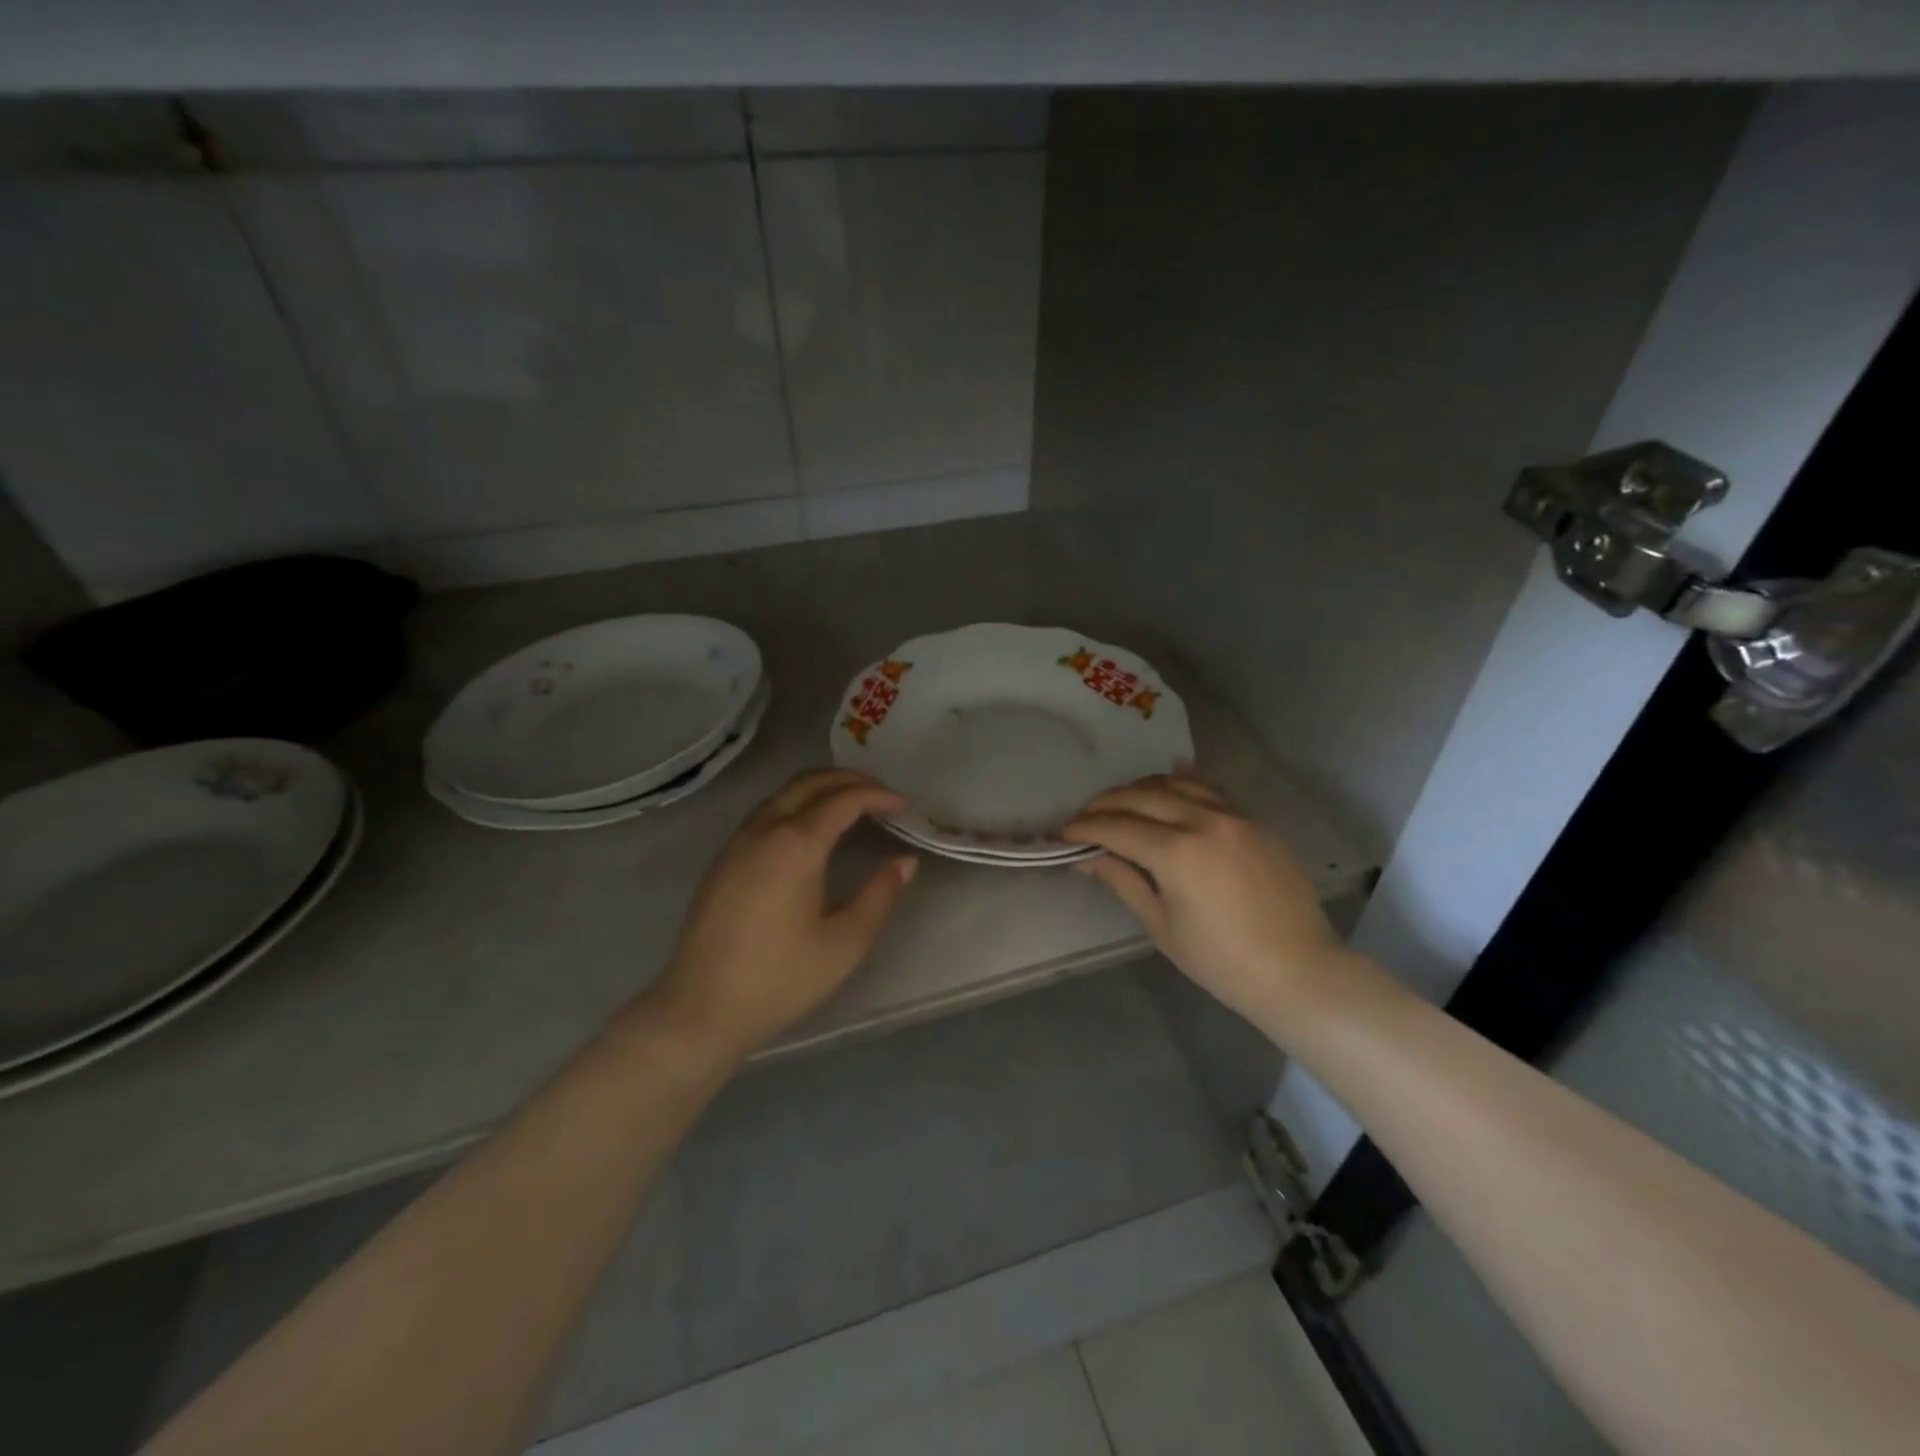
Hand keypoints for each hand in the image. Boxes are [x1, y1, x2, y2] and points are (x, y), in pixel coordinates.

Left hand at [641, 769, 916, 1060]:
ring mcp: (738, 842)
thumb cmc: (780, 978)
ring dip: (820, 788)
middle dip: (850, 780)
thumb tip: (905, 862)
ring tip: (851, 805)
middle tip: (882, 794)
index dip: (879, 796)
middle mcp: (764, 829)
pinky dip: (797, 803)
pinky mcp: (723, 859)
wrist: (701, 1007)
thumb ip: (880, 896)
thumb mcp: (845, 943)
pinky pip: (766, 811)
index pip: (845, 800)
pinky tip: (809, 830)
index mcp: (797, 844)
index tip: (906, 806)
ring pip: (784, 793)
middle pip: (810, 782)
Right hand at [1062, 770, 1343, 1031]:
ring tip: (1122, 801)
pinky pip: (1213, 788)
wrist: (1298, 970)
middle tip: (1085, 815)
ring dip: (1141, 788)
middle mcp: (1203, 821)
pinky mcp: (1255, 820)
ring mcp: (1234, 815)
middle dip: (1106, 803)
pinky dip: (1185, 780)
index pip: (1117, 827)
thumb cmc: (1221, 961)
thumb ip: (1123, 881)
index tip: (1064, 832)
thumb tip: (1087, 858)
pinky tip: (1171, 775)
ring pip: (1176, 784)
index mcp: (1176, 853)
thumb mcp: (1162, 925)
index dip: (1085, 827)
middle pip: (1141, 797)